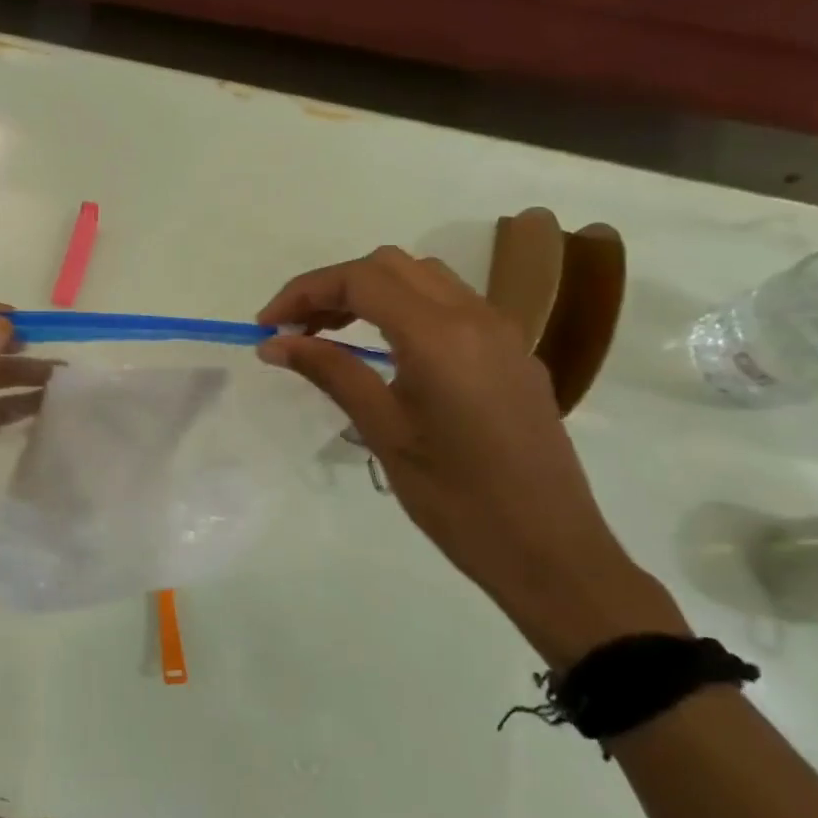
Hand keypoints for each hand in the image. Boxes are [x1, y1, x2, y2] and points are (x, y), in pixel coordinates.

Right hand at [257, 247, 685, 666]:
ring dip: (372, 292)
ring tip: (332, 334)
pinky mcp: (514, 354)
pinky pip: (452, 306)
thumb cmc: (457, 498)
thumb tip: (275, 343)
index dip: (304, 291)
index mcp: (440, 335)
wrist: (551, 551)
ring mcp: (502, 332)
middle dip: (335, 286)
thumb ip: (330, 372)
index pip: (360, 280)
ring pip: (424, 279)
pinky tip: (387, 352)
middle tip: (296, 329)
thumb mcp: (384, 432)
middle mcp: (475, 316)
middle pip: (391, 266)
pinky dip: (407, 309)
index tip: (267, 325)